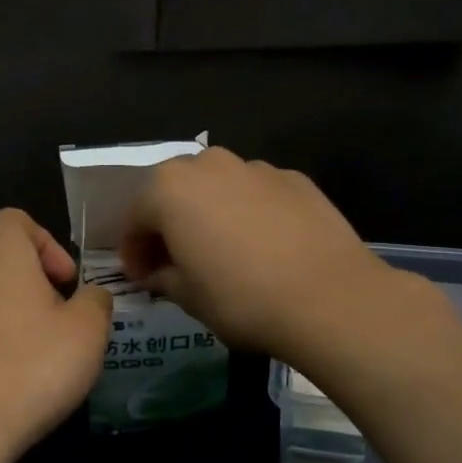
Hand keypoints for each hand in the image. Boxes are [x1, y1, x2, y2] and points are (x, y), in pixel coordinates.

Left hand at [0, 209, 114, 462]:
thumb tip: (90, 295)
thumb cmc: (31, 369)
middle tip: (56, 323)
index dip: (46, 243)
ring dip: (2, 316)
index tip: (64, 282)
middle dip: (28, 284)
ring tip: (28, 358)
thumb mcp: (88, 332)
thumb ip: (96, 301)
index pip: (16, 220)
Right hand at [120, 147, 421, 361]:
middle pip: (173, 191)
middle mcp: (208, 164)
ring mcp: (255, 167)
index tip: (140, 277)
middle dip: (166, 223)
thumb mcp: (188, 297)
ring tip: (220, 250)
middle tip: (173, 260)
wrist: (329, 297)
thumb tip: (156, 272)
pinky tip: (261, 246)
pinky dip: (246, 212)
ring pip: (216, 186)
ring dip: (207, 213)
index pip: (134, 217)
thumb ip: (162, 276)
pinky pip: (254, 193)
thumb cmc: (241, 298)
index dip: (132, 250)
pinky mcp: (294, 179)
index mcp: (169, 188)